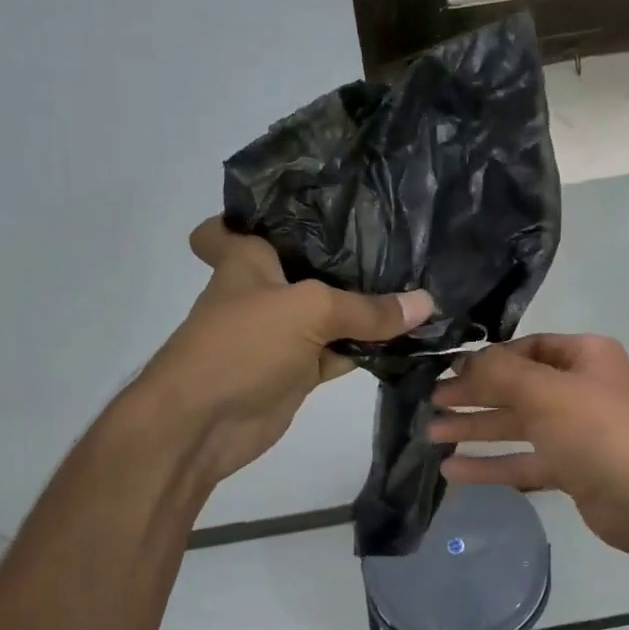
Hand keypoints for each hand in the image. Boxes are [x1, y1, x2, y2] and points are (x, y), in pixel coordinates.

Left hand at [137, 218, 433, 484]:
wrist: (202, 425)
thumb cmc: (241, 347)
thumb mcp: (307, 311)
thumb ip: (366, 308)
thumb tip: (426, 303)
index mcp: (249, 260)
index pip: (240, 223)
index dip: (261, 211)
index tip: (307, 204)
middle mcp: (266, 290)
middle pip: (309, 265)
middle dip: (347, 256)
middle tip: (401, 236)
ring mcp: (284, 333)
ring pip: (332, 312)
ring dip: (367, 306)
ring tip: (421, 281)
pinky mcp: (299, 370)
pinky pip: (341, 351)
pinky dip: (369, 347)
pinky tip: (409, 336)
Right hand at [428, 334, 628, 555]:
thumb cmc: (600, 433)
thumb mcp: (545, 392)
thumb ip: (499, 372)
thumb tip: (464, 361)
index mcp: (584, 357)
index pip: (527, 348)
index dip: (486, 360)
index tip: (447, 372)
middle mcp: (581, 389)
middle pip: (517, 387)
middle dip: (473, 396)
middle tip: (430, 405)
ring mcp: (577, 431)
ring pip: (517, 425)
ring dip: (476, 429)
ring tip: (431, 435)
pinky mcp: (572, 469)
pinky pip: (524, 460)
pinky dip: (492, 464)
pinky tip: (454, 471)